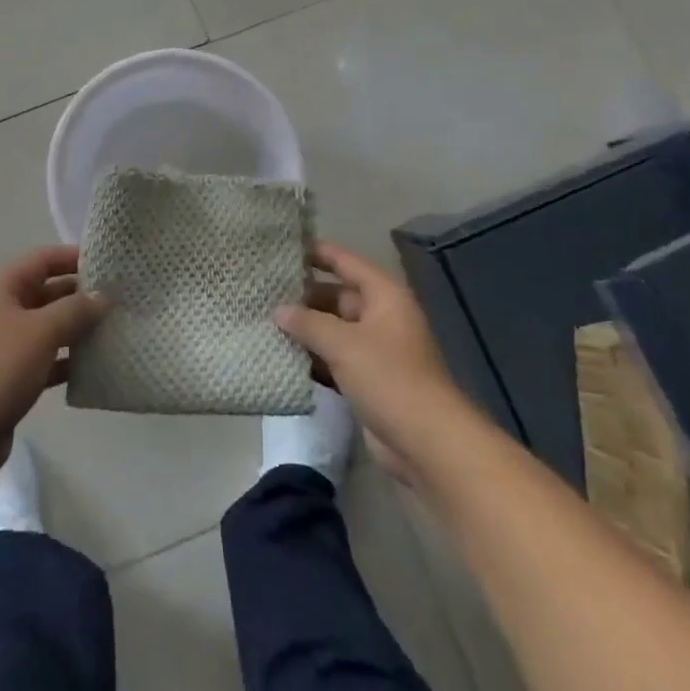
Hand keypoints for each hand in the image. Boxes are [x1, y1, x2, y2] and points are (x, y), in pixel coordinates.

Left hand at [0, 245, 109, 484]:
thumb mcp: (42, 331)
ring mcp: (0, 345)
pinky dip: (65, 360)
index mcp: (0, 287)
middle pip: (45, 292)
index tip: (110, 264)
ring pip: (46, 328)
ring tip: (115, 331)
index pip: (42, 259)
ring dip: (76, 329)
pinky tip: (95, 367)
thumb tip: (102, 296)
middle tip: (120, 300)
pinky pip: (43, 359)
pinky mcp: (6, 378)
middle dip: (80, 295)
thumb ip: (76, 310)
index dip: (74, 257)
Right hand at [275, 242, 465, 485]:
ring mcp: (375, 350)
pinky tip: (281, 357)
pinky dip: (313, 358)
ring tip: (264, 322)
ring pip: (333, 330)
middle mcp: (381, 316)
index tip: (283, 248)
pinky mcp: (368, 380)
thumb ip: (308, 323)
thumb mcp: (344, 344)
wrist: (427, 442)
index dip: (317, 252)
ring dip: (305, 330)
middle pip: (336, 296)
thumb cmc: (389, 378)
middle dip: (303, 297)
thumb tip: (278, 311)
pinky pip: (334, 359)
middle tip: (263, 293)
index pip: (346, 262)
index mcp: (384, 296)